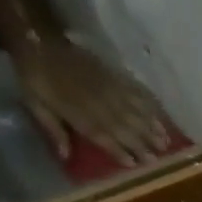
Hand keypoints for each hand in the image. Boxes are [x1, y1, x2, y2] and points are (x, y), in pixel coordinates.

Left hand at [15, 35, 174, 166]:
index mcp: (79, 115)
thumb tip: (65, 156)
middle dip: (144, 142)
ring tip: (166, 140)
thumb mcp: (36, 105)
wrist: (36, 37)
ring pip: (134, 110)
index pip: (106, 137)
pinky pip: (133, 88)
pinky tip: (158, 111)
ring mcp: (106, 87)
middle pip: (125, 126)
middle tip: (161, 157)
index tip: (138, 164)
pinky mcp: (110, 73)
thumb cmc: (34, 78)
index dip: (122, 151)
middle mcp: (98, 103)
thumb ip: (53, 130)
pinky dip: (147, 101)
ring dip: (151, 125)